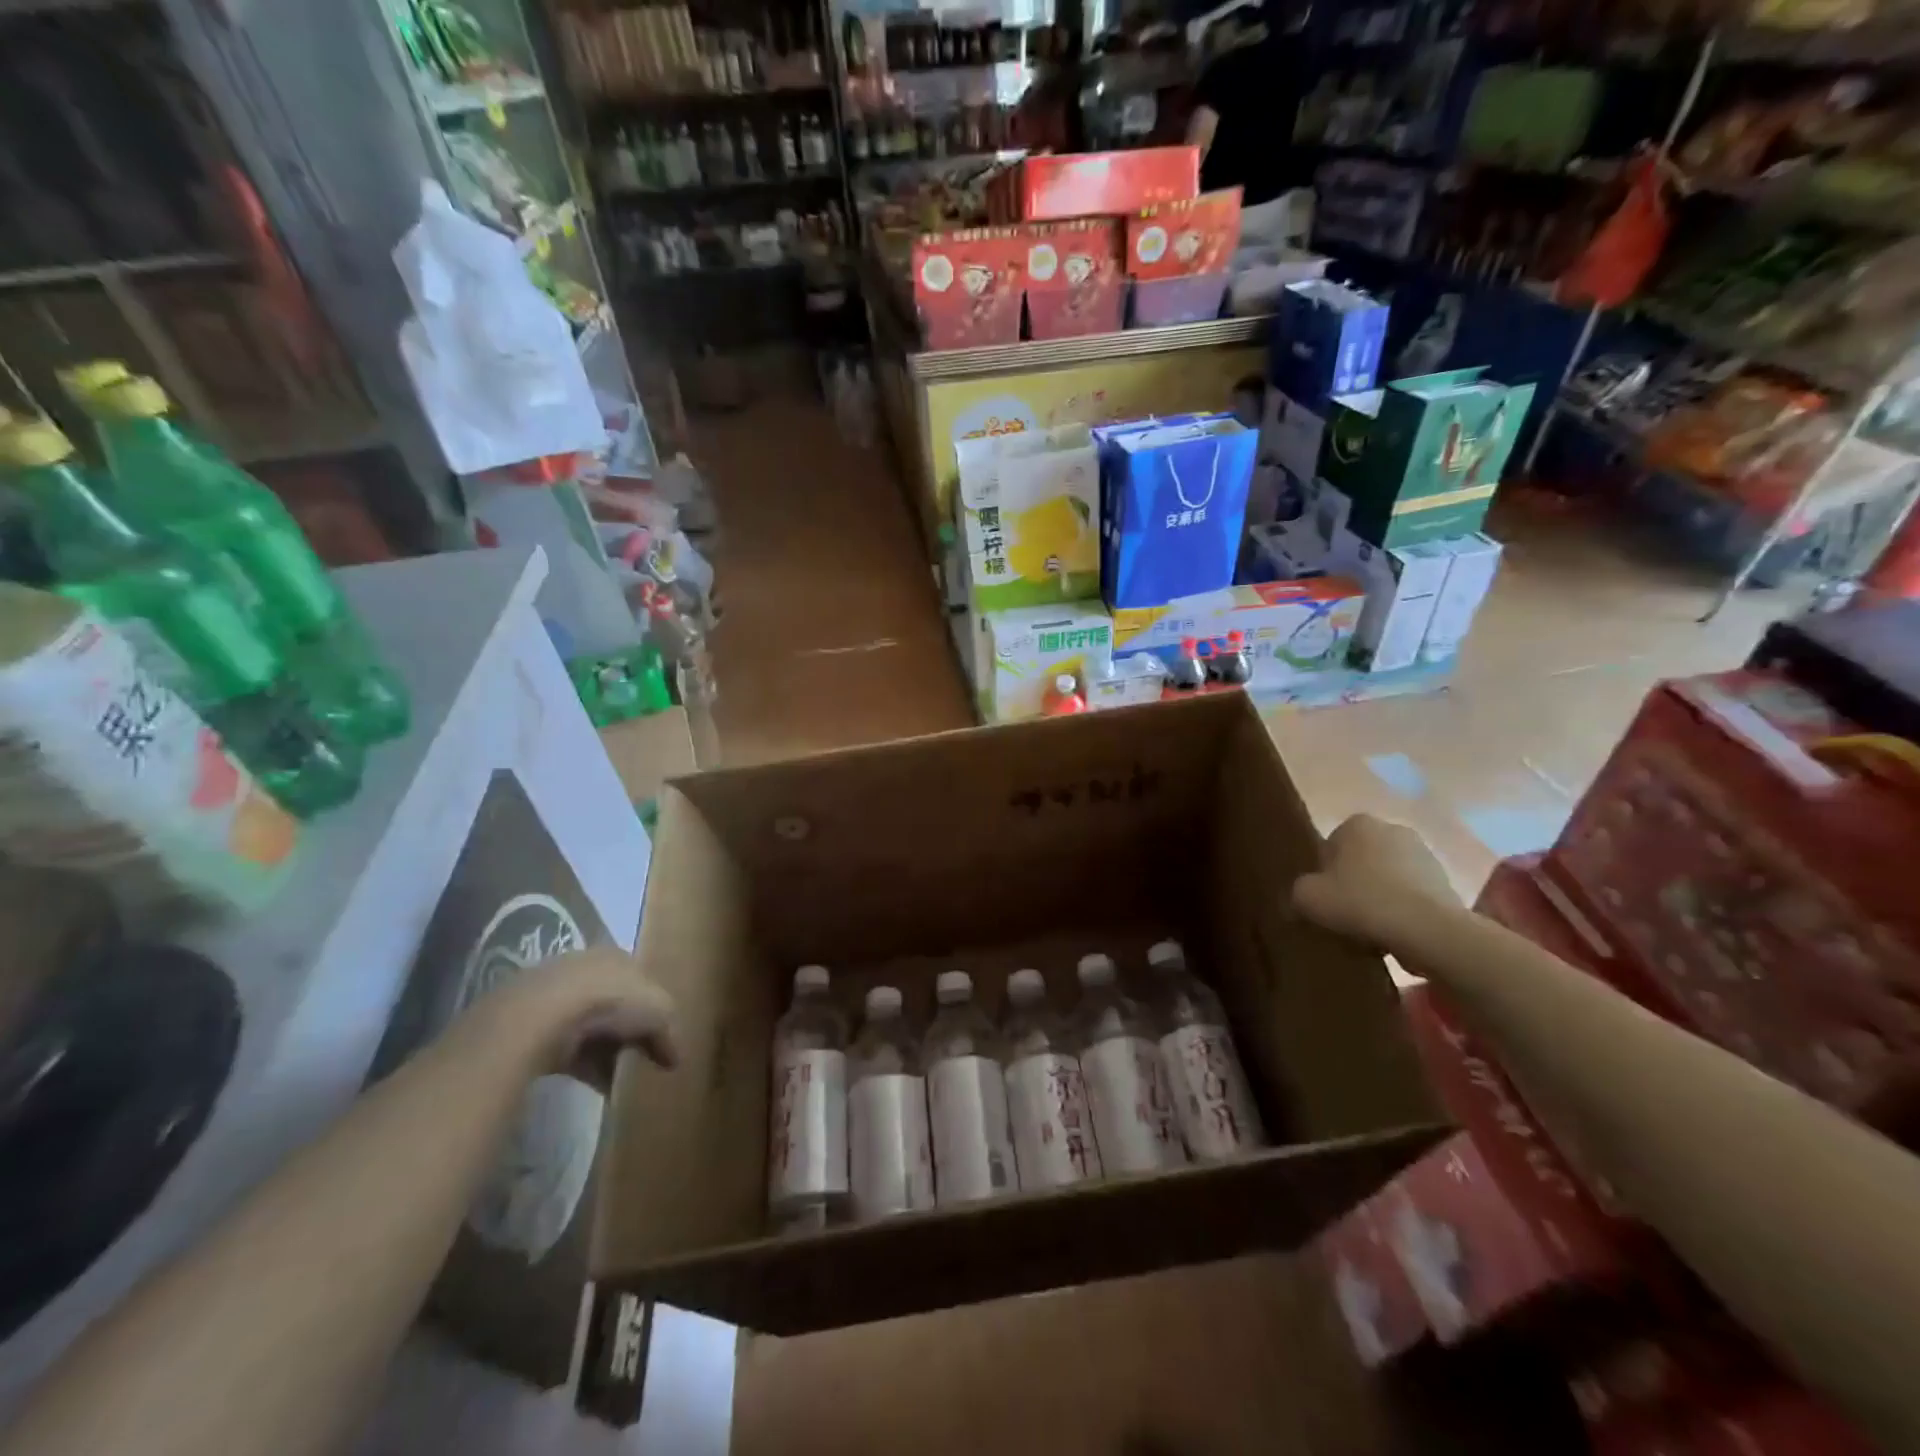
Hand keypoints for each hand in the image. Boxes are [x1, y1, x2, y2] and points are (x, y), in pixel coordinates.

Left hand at [492, 945, 678, 1086]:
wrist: (543, 1016)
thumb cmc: (611, 1001)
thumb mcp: (659, 1012)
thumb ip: (670, 1033)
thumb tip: (676, 1059)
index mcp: (617, 958)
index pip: (640, 982)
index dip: (653, 1010)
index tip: (661, 1037)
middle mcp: (586, 971)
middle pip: (614, 1006)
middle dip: (628, 1033)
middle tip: (642, 1060)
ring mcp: (555, 999)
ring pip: (589, 1030)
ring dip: (605, 1054)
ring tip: (621, 1082)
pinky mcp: (532, 1029)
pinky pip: (567, 1051)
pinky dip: (584, 1068)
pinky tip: (598, 1088)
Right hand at [1293, 814, 1460, 950]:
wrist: (1426, 929)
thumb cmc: (1360, 902)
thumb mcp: (1308, 897)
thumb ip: (1299, 891)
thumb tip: (1305, 896)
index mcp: (1357, 823)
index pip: (1330, 847)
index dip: (1323, 875)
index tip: (1325, 900)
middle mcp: (1392, 828)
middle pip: (1361, 860)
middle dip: (1354, 883)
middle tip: (1345, 914)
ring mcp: (1425, 853)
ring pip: (1388, 878)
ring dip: (1380, 897)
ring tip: (1372, 930)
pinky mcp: (1447, 881)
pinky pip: (1413, 895)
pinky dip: (1404, 910)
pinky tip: (1396, 933)